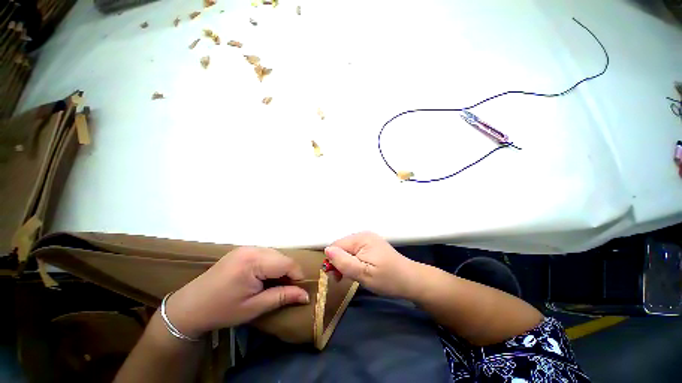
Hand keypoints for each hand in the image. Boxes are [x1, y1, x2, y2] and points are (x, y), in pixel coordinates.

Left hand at [166, 247, 309, 338]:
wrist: (189, 307)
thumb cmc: (222, 310)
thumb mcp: (254, 307)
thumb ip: (282, 297)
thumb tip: (306, 295)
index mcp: (253, 261)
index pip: (287, 263)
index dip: (297, 276)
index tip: (298, 291)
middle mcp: (252, 248)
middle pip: (282, 257)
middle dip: (289, 272)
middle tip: (286, 290)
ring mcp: (246, 247)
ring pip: (275, 254)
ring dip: (280, 268)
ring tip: (274, 285)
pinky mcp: (242, 250)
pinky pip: (266, 254)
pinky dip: (271, 265)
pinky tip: (264, 277)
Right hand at [325, 232, 417, 298]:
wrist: (411, 281)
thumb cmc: (387, 278)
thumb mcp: (363, 274)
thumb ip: (343, 261)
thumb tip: (327, 250)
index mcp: (361, 238)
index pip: (336, 245)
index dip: (333, 261)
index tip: (337, 277)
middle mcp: (363, 235)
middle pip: (341, 247)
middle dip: (340, 262)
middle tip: (345, 279)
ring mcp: (368, 239)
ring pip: (347, 250)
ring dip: (346, 263)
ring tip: (354, 276)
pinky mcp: (372, 245)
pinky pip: (355, 251)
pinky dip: (354, 261)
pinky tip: (360, 270)